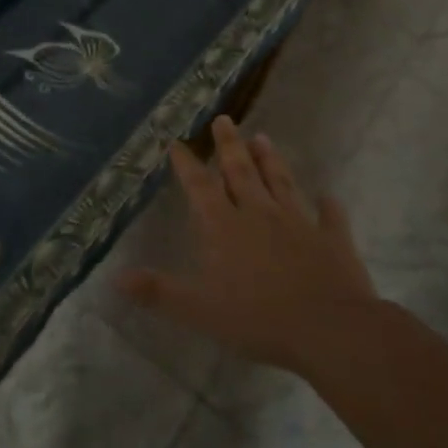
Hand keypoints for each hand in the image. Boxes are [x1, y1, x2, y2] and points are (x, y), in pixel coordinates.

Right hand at [117, 116, 379, 374]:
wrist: (330, 329)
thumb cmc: (257, 318)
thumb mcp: (197, 309)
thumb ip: (158, 291)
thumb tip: (116, 277)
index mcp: (224, 227)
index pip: (200, 187)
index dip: (187, 164)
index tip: (178, 142)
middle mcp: (259, 214)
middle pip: (241, 172)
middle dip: (229, 145)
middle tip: (224, 119)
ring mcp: (298, 223)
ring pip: (281, 183)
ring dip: (270, 160)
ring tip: (263, 137)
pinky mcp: (331, 240)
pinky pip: (329, 216)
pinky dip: (327, 205)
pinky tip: (327, 197)